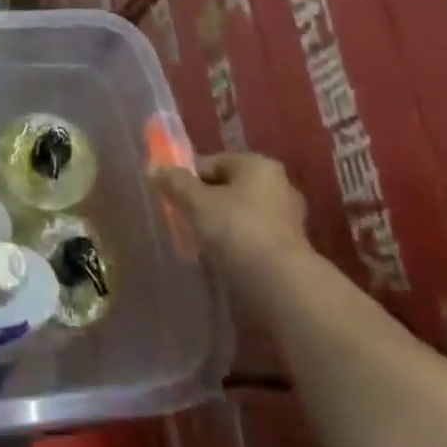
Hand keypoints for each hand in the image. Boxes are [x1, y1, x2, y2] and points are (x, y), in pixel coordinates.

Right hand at [156, 153, 309, 268]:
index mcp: (257, 164)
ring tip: (201, 243)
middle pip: (227, 187)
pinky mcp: (290, 247)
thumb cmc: (236, 230)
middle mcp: (278, 184)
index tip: (172, 199)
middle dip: (205, 202)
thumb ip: (174, 182)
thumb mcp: (196, 202)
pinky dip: (237, 243)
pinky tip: (223, 258)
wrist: (280, 283)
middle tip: (185, 221)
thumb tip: (155, 167)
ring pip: (240, 213)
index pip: (211, 162)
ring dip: (221, 224)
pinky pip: (253, 236)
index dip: (187, 179)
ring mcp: (288, 217)